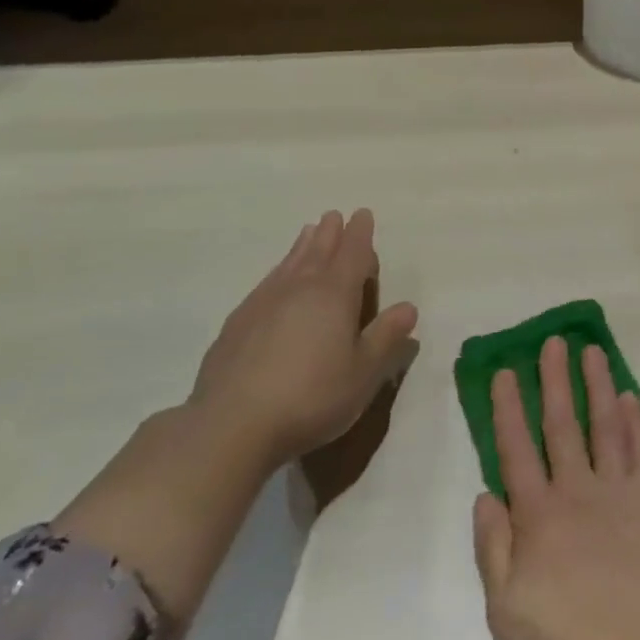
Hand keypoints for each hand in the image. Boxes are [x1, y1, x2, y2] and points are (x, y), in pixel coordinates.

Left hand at [189, 209, 418, 468]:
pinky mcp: (237, 325)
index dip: (360, 235)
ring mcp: (263, 304)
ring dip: (302, 246)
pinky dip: (278, 272)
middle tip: (335, 216)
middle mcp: (298, 290)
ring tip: (308, 232)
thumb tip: (408, 307)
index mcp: (334, 296)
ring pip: (289, 265)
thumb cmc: (311, 397)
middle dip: (330, 234)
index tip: (362, 214)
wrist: (231, 425)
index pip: (352, 255)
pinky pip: (266, 284)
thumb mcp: (363, 373)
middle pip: (318, 252)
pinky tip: (275, 280)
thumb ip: (386, 337)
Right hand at [470, 336, 639, 639]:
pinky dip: (638, 422)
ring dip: (598, 385)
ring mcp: (620, 492)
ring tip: (592, 351)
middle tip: (553, 342)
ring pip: (606, 425)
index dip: (509, 407)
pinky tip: (632, 398)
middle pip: (562, 423)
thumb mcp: (504, 607)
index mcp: (537, 514)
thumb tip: (485, 493)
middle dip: (555, 379)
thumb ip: (492, 546)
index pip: (517, 447)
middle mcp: (577, 490)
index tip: (505, 371)